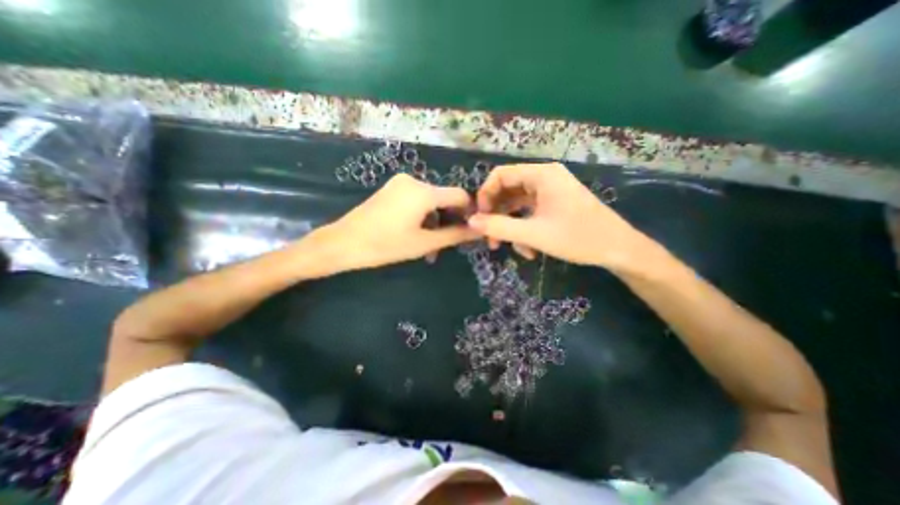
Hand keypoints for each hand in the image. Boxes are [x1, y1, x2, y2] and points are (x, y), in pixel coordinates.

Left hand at [320, 171, 481, 270]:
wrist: (342, 243)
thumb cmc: (385, 245)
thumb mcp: (424, 243)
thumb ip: (454, 235)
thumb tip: (479, 230)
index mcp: (424, 191)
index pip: (460, 195)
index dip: (469, 212)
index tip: (470, 231)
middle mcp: (414, 181)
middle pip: (444, 199)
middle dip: (449, 221)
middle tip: (447, 245)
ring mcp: (400, 184)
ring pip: (430, 202)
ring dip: (434, 223)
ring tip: (430, 248)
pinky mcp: (391, 190)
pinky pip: (416, 201)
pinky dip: (422, 217)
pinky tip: (417, 235)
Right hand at [469, 163, 649, 270]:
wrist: (618, 250)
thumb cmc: (578, 238)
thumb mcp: (534, 234)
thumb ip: (499, 227)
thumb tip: (471, 222)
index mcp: (541, 175)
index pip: (501, 175)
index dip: (486, 195)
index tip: (481, 219)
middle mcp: (544, 178)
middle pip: (508, 191)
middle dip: (497, 216)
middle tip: (491, 238)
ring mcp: (550, 192)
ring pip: (518, 205)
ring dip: (511, 227)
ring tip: (514, 249)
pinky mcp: (554, 205)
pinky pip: (530, 213)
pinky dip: (524, 229)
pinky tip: (529, 250)